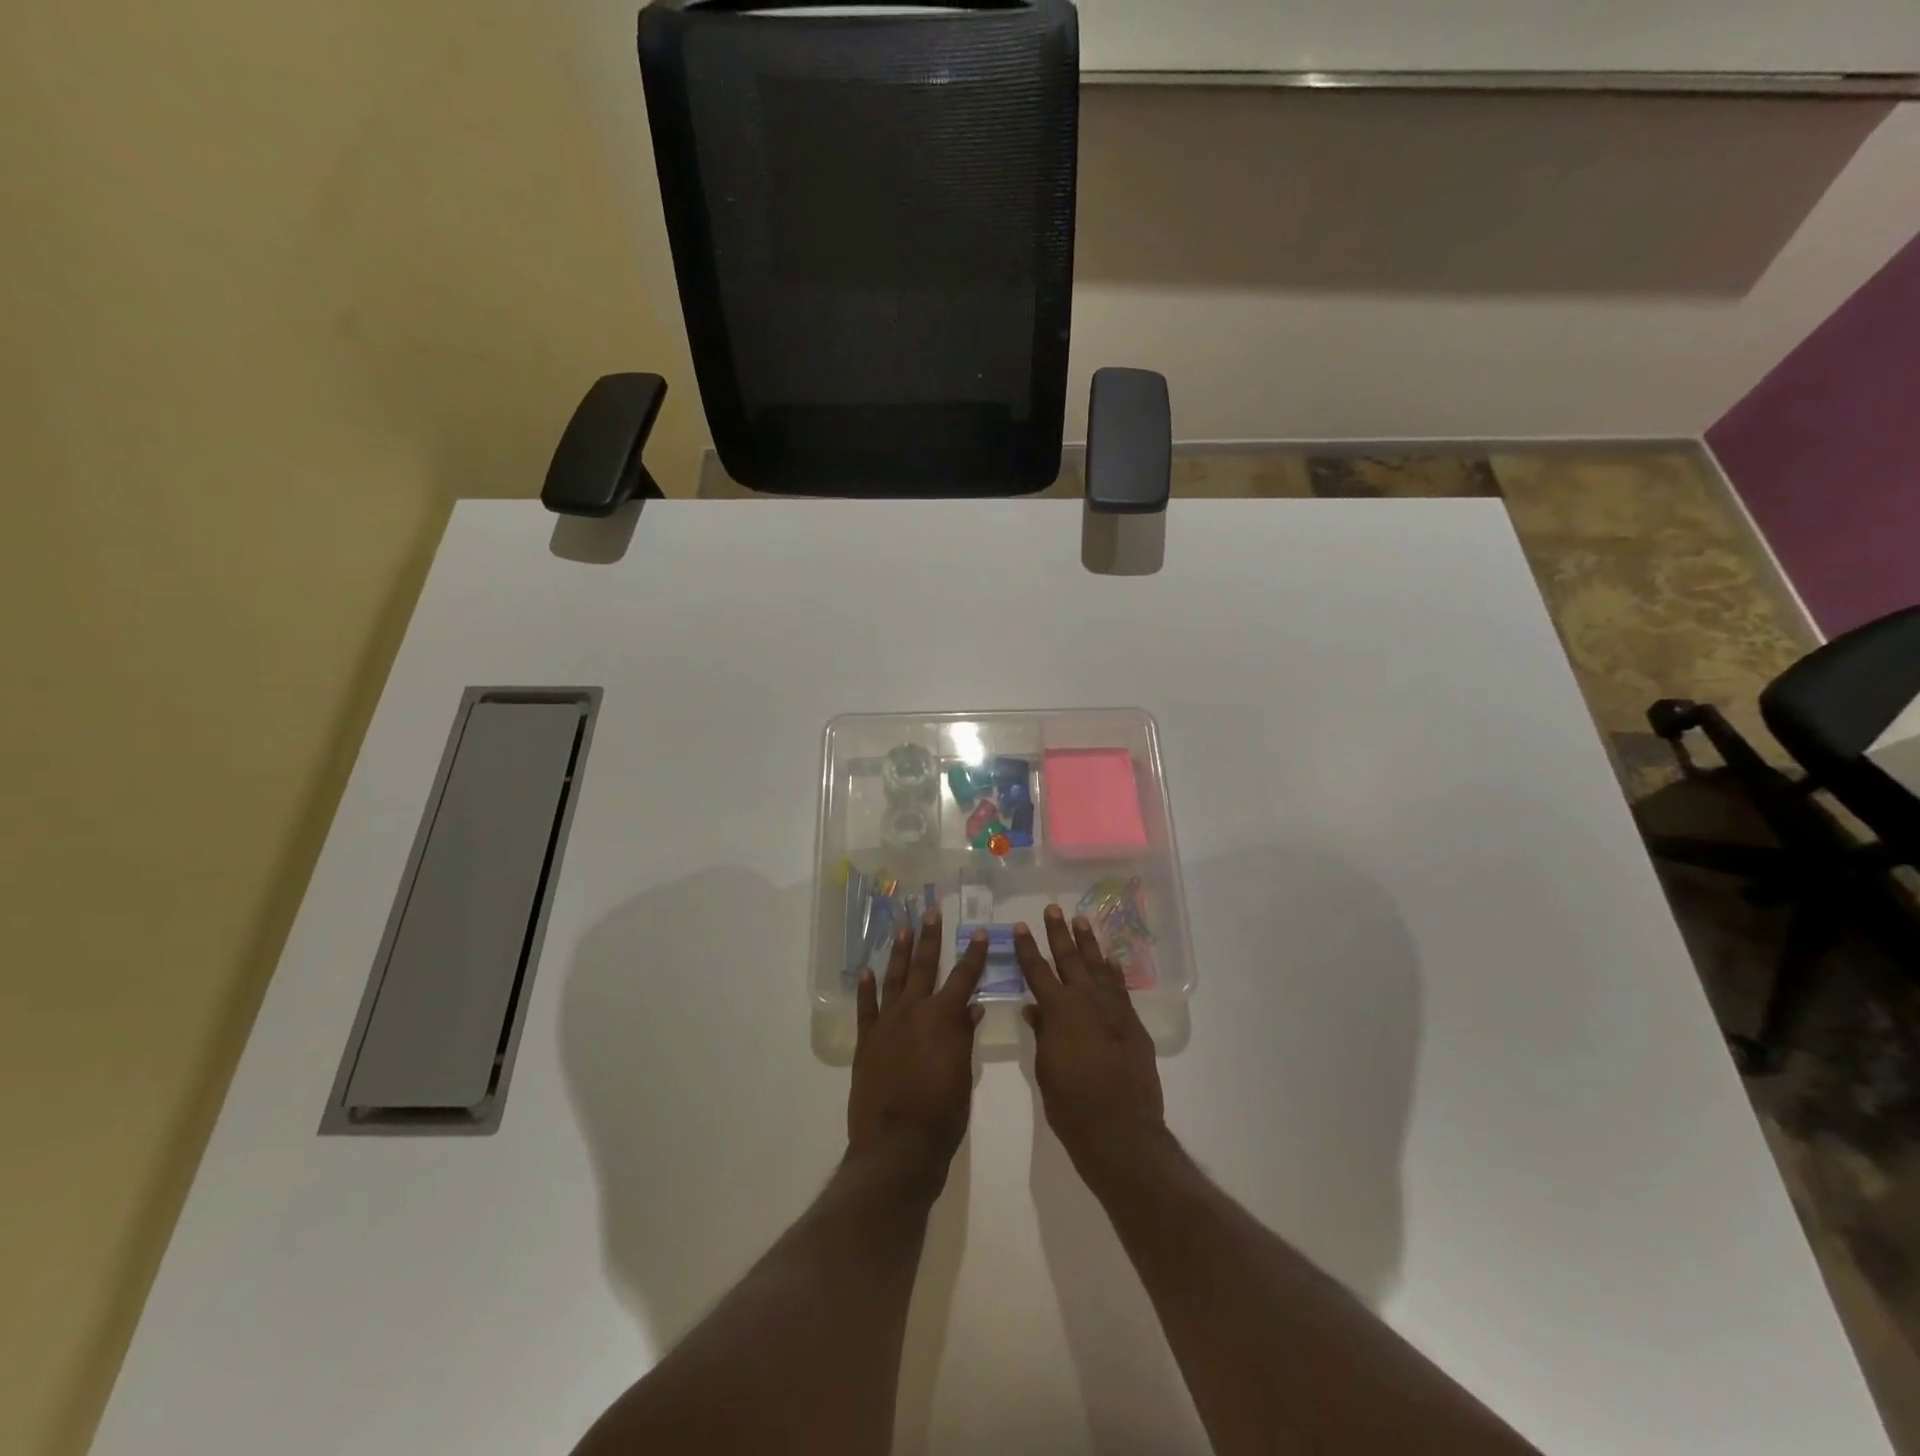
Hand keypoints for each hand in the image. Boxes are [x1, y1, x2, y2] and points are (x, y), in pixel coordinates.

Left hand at [848, 912, 988, 1191]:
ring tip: (902, 928)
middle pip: (924, 968)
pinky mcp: (866, 1042)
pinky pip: (866, 1008)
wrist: (896, 1146)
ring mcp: (886, 1025)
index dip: (974, 956)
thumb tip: (972, 1006)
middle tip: (930, 913)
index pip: (963, 978)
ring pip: (894, 979)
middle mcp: (913, 1012)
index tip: (979, 933)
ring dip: (899, 953)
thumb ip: (964, 1037)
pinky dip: (866, 989)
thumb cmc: (941, 1115)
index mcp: (943, 1019)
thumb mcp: (963, 1076)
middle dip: (929, 939)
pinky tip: (866, 971)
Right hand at [1016, 905, 1165, 1178]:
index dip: (1027, 949)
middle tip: (1053, 909)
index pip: (1037, 972)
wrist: (1120, 1129)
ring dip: (1088, 944)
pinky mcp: (1133, 1024)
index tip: (1021, 927)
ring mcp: (1113, 1010)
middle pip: (1070, 959)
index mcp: (1058, 1011)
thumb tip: (1035, 1008)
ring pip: (1098, 967)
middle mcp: (1086, 1001)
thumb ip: (1042, 1033)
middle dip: (1059, 933)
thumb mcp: (1045, 1068)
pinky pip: (1121, 989)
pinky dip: (1114, 973)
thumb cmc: (1071, 1104)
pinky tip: (1111, 960)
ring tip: (1081, 921)